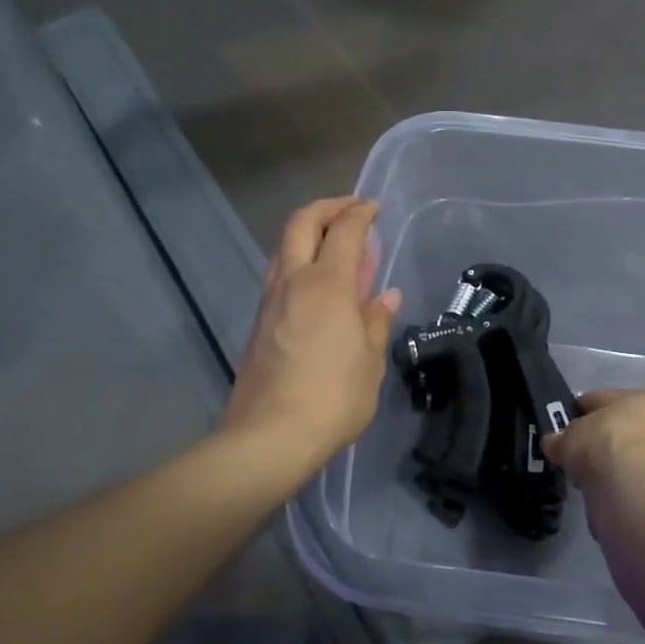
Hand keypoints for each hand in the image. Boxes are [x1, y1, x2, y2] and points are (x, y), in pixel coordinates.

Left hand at [222, 197, 402, 483]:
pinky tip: (320, 285)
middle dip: (328, 207)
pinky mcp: (259, 322)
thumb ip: (376, 321)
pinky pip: (281, 274)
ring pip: (284, 247)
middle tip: (352, 210)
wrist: (268, 437)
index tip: (375, 207)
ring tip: (337, 244)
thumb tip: (385, 297)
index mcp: (327, 284)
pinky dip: (301, 261)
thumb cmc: (332, 397)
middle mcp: (293, 281)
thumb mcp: (370, 361)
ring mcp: (270, 301)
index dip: (361, 212)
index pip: (344, 230)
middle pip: (302, 223)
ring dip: (310, 233)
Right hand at [542, 388, 644, 492]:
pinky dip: (617, 482)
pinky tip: (599, 489)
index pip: (605, 399)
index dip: (581, 411)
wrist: (631, 488)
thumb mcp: (569, 435)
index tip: (564, 427)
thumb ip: (560, 438)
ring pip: (629, 454)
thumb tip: (553, 443)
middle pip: (622, 427)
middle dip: (599, 438)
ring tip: (585, 474)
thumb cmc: (604, 442)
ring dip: (610, 462)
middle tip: (575, 452)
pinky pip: (632, 478)